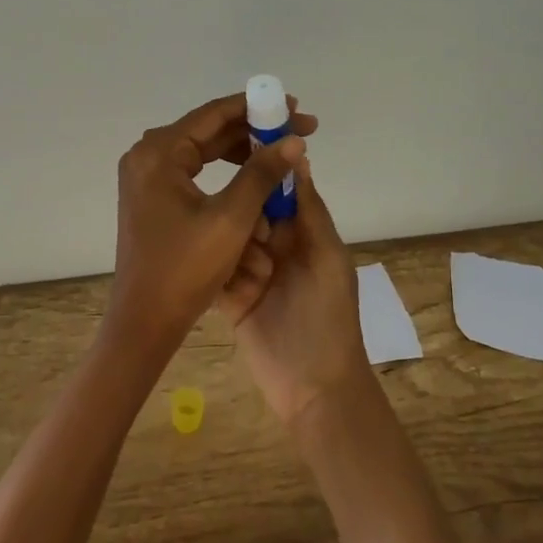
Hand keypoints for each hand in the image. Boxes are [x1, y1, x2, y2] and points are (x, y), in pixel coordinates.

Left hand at [109, 93, 312, 358]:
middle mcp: (147, 155)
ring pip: (202, 151)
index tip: (294, 108)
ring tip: (280, 155)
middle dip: (254, 131)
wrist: (145, 320)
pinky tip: (253, 179)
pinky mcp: (152, 197)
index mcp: (159, 153)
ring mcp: (146, 177)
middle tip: (296, 132)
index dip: (258, 108)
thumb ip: (262, 173)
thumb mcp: (232, 218)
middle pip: (208, 130)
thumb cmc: (186, 268)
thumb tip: (294, 140)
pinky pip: (194, 171)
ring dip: (241, 152)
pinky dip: (224, 173)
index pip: (214, 114)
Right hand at [218, 155, 372, 429]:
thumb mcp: (327, 257)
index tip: (239, 165)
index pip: (277, 192)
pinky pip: (214, 271)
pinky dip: (215, 273)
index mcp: (302, 232)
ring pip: (227, 239)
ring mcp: (250, 272)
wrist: (314, 388)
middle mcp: (275, 247)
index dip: (261, 178)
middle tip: (255, 247)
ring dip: (233, 253)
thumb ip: (309, 209)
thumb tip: (297, 154)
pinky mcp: (229, 297)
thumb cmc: (328, 316)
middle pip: (246, 213)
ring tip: (251, 278)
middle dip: (244, 222)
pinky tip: (215, 277)